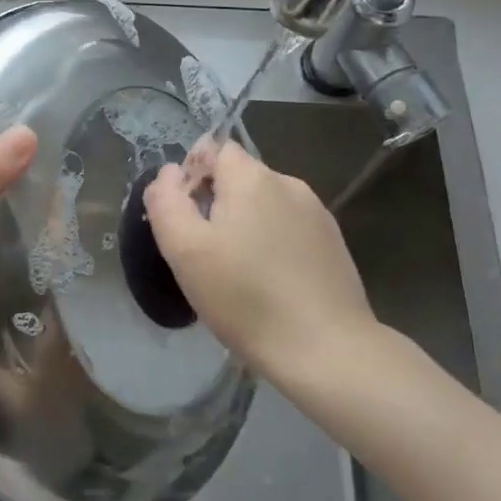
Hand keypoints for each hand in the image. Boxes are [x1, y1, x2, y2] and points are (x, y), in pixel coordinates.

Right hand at [143, 141, 379, 381]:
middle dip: (217, 203)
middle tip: (204, 253)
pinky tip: (270, 284)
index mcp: (253, 177)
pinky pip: (290, 229)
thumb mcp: (184, 250)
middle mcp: (289, 184)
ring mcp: (318, 214)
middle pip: (240, 177)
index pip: (214, 149)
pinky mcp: (334, 245)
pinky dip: (273, 245)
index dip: (192, 176)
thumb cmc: (244, 297)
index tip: (186, 219)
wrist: (325, 350)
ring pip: (266, 205)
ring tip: (237, 273)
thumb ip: (166, 201)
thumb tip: (167, 173)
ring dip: (246, 225)